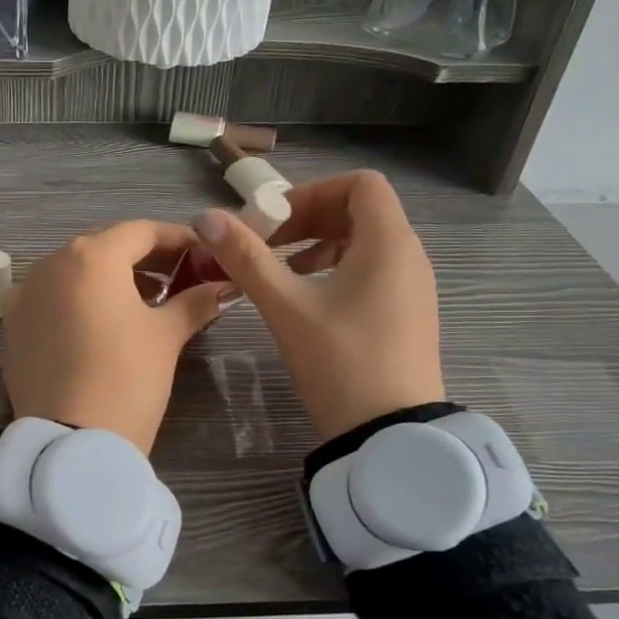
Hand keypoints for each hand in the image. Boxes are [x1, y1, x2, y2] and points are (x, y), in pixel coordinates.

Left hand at [3, 220, 232, 454]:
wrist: (70, 444)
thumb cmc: (126, 379)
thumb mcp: (166, 337)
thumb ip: (195, 302)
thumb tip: (224, 287)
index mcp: (90, 256)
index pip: (141, 231)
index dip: (177, 239)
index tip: (204, 254)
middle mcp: (49, 265)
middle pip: (104, 248)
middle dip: (143, 259)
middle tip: (179, 278)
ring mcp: (24, 296)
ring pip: (73, 273)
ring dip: (109, 280)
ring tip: (145, 303)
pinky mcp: (11, 327)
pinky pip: (50, 300)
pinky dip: (78, 302)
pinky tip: (99, 326)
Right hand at [195, 171, 444, 441]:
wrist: (389, 434)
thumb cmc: (340, 361)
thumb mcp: (287, 307)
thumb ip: (246, 258)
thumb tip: (206, 218)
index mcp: (389, 242)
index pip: (360, 184)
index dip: (313, 191)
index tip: (275, 220)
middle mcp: (409, 256)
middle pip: (360, 211)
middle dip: (309, 218)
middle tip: (267, 244)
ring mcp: (412, 287)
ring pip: (365, 243)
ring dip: (320, 245)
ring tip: (282, 271)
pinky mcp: (407, 314)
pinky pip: (373, 271)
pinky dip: (337, 270)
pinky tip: (307, 300)